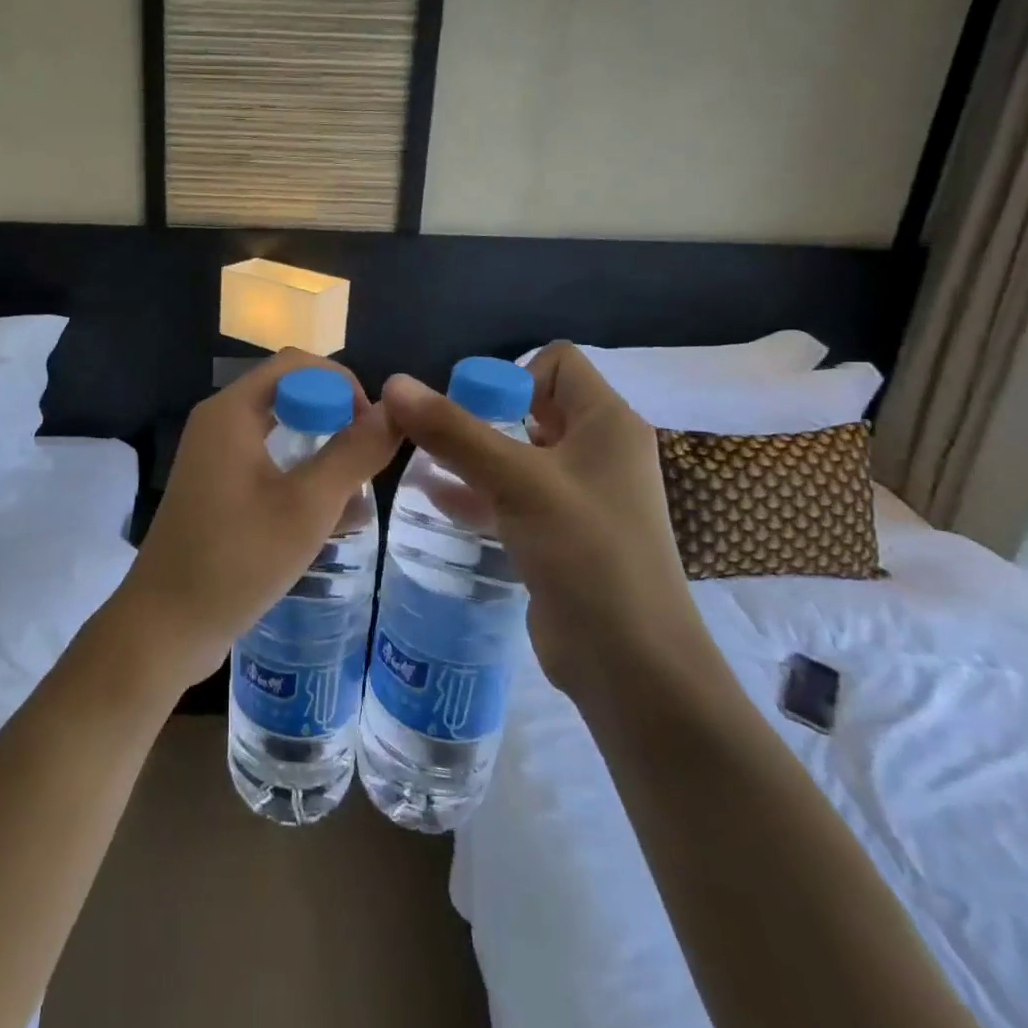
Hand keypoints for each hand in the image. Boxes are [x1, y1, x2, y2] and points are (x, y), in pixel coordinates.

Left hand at [115, 349, 401, 693]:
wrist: (166, 626)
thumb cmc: (237, 559)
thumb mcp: (307, 506)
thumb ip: (354, 453)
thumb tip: (395, 410)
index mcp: (231, 411)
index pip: (296, 364)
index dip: (342, 384)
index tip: (373, 427)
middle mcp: (219, 422)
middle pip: (288, 395)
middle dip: (335, 419)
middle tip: (369, 459)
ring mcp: (214, 457)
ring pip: (281, 432)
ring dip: (322, 453)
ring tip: (358, 493)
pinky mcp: (216, 488)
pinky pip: (267, 464)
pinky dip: (300, 477)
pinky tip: (331, 519)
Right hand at [381, 343, 709, 701]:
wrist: (631, 665)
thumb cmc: (585, 553)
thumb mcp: (516, 482)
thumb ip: (454, 431)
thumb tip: (395, 383)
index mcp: (606, 422)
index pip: (557, 362)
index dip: (512, 374)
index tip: (473, 410)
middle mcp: (600, 450)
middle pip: (533, 406)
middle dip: (481, 416)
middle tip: (437, 438)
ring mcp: (583, 495)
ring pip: (519, 454)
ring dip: (474, 456)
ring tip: (424, 466)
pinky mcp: (564, 534)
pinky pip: (516, 496)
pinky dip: (481, 492)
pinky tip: (439, 503)